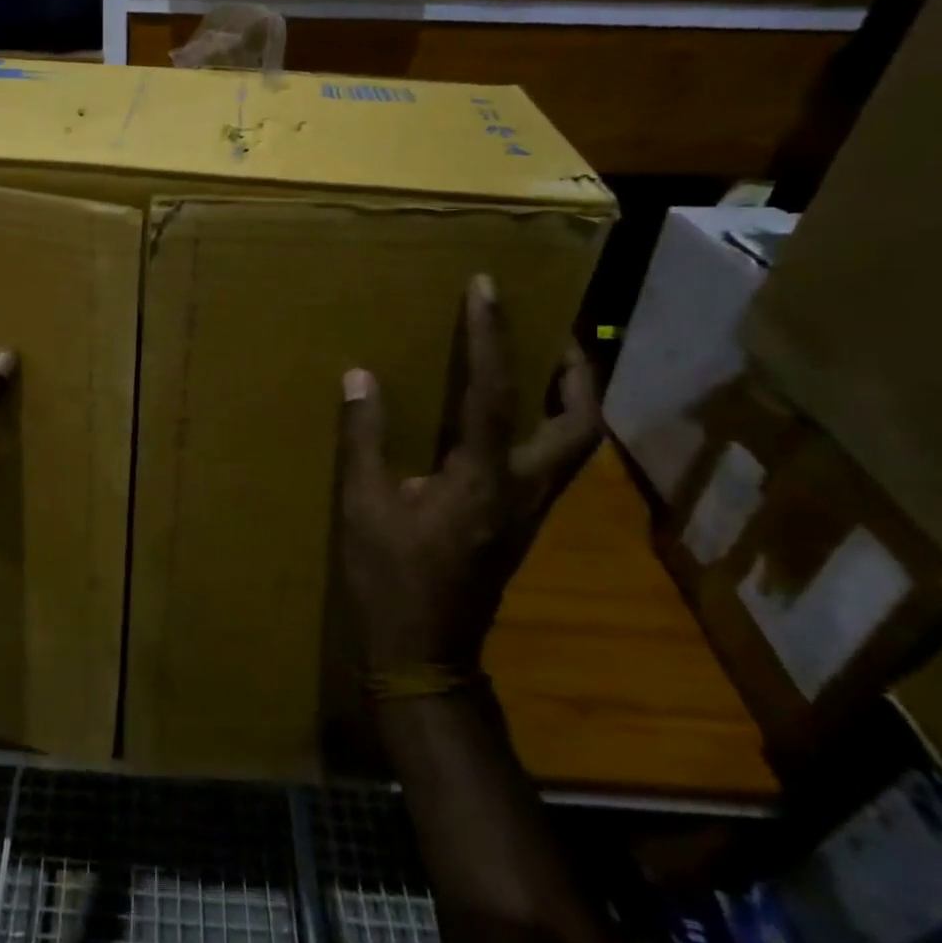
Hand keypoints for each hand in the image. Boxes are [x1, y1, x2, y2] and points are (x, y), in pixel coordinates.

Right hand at [338, 275, 600, 673]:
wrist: (425, 654)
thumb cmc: (390, 578)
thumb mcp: (363, 506)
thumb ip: (365, 438)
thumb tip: (360, 377)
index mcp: (480, 478)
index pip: (491, 391)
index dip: (489, 335)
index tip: (486, 288)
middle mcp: (521, 489)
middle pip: (580, 425)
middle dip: (576, 374)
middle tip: (555, 335)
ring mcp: (529, 512)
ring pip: (576, 448)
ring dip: (570, 401)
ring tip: (545, 369)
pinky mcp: (521, 526)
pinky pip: (551, 465)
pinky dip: (547, 430)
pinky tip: (512, 424)